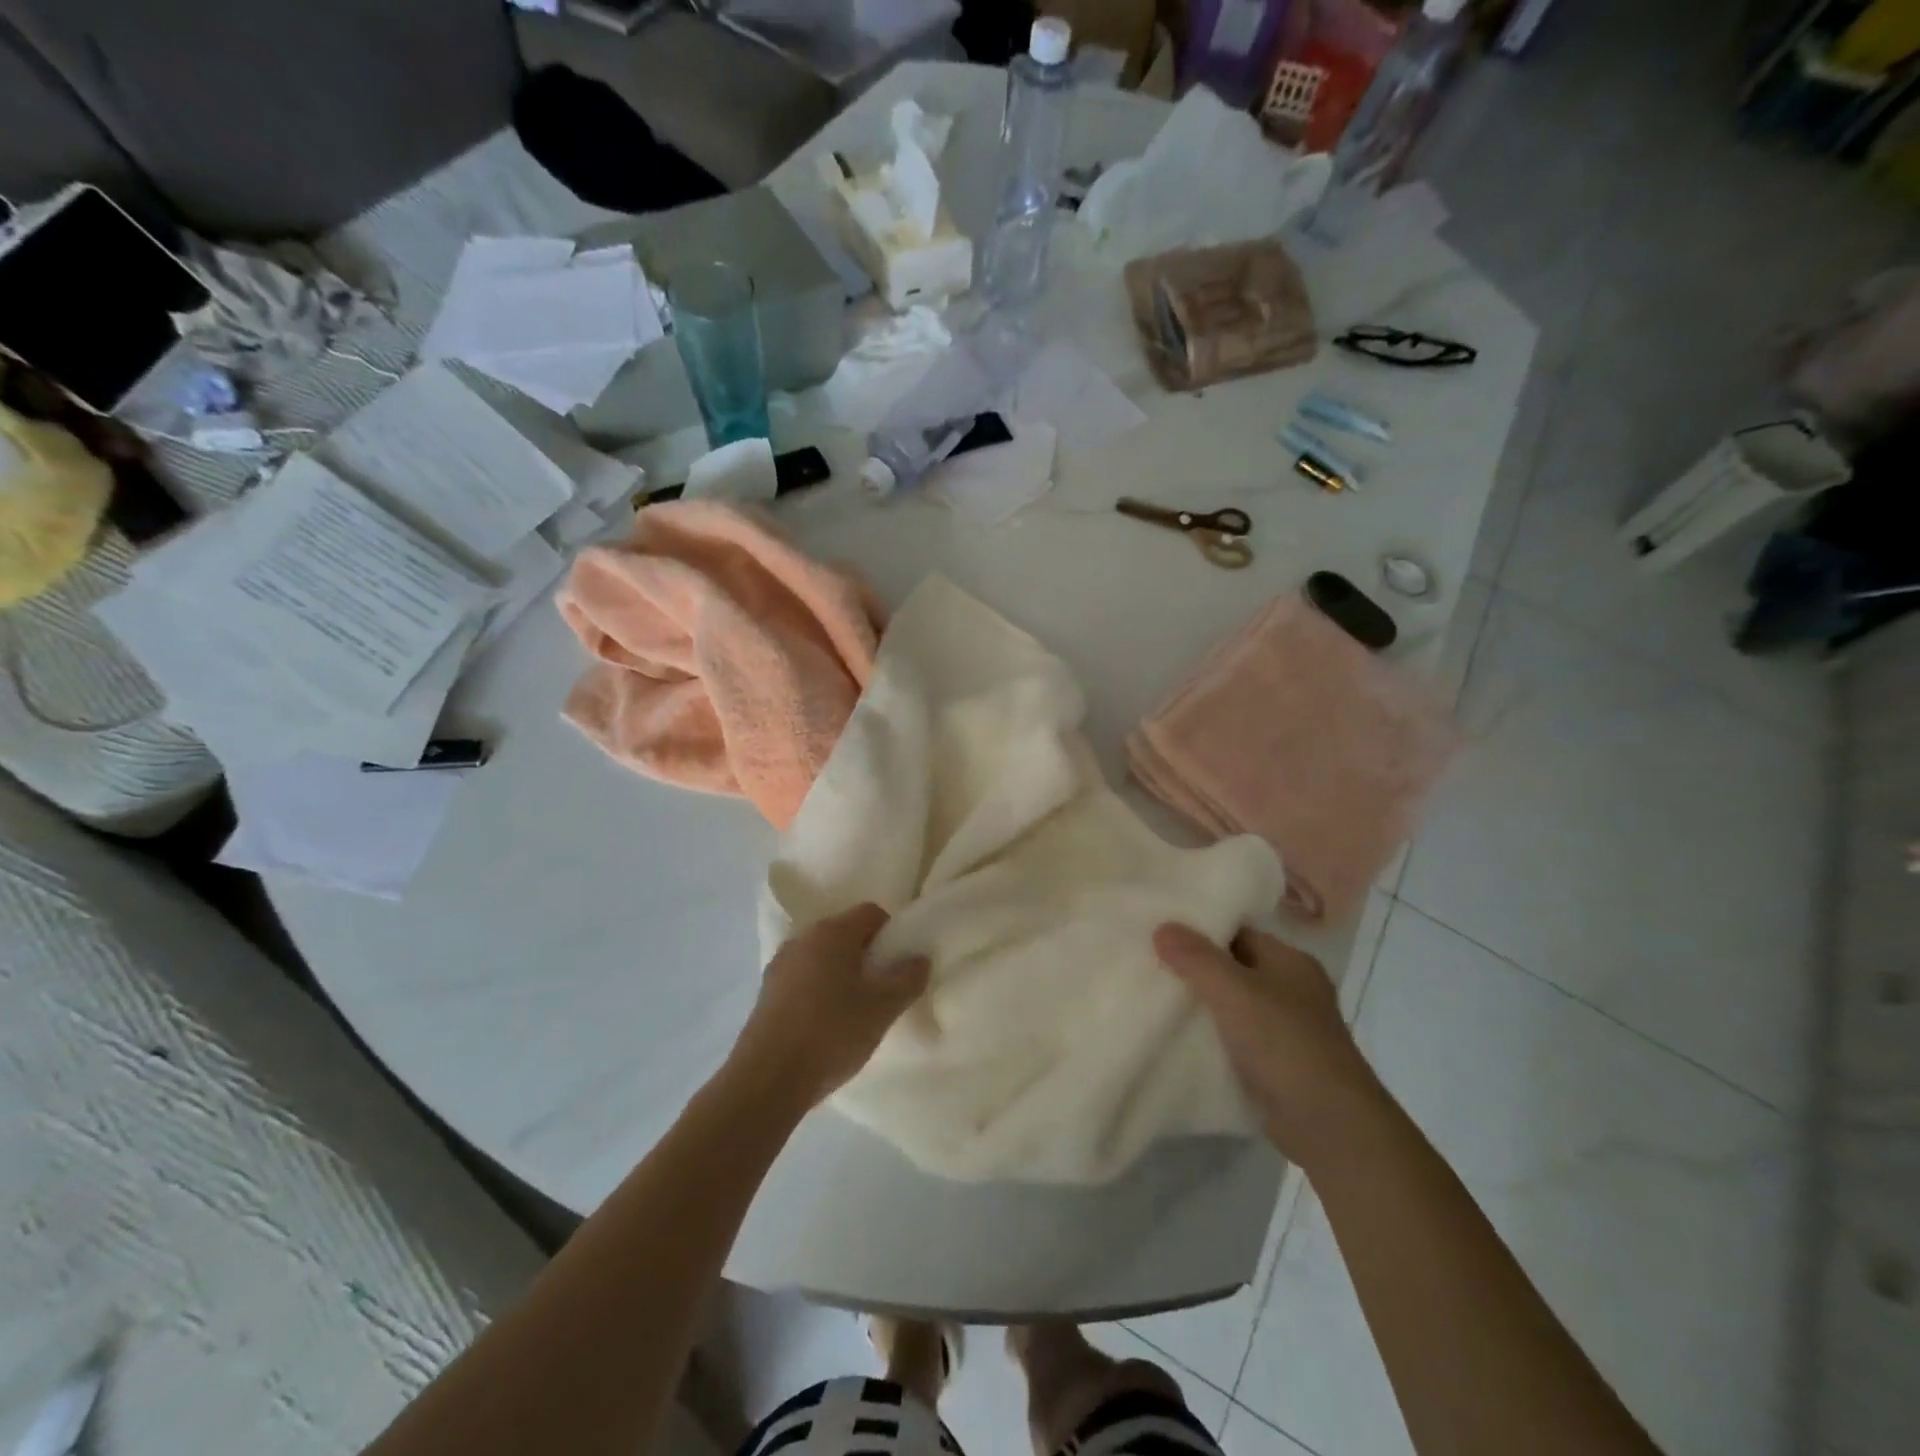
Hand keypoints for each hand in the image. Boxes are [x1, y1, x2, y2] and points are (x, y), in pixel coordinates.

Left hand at [728, 904, 930, 1109]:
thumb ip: (907, 979)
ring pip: (822, 957)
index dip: (891, 932)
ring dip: (842, 973)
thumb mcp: (882, 1009)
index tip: (900, 964)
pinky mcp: (766, 992)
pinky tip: (826, 1023)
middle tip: (883, 988)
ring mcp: (780, 964)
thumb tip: (920, 958)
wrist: (767, 1079)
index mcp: (833, 932)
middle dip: (867, 954)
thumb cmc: (832, 1033)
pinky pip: (803, 978)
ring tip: (856, 1009)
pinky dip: (819, 990)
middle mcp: (803, 938)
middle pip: (845, 933)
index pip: (871, 913)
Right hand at [1155, 923, 1386, 1170]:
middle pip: (1234, 968)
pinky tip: (1179, 1038)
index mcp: (1290, 961)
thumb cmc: (1284, 1043)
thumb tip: (1163, 926)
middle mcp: (1293, 990)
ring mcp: (1288, 1030)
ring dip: (1202, 1006)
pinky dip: (1212, 1038)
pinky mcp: (1279, 1065)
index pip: (1238, 932)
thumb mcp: (1233, 991)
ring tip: (1155, 998)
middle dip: (1195, 969)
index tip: (1158, 931)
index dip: (1199, 930)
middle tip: (1148, 964)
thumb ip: (1196, 958)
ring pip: (1233, 1006)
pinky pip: (1236, 1039)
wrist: (1329, 1126)